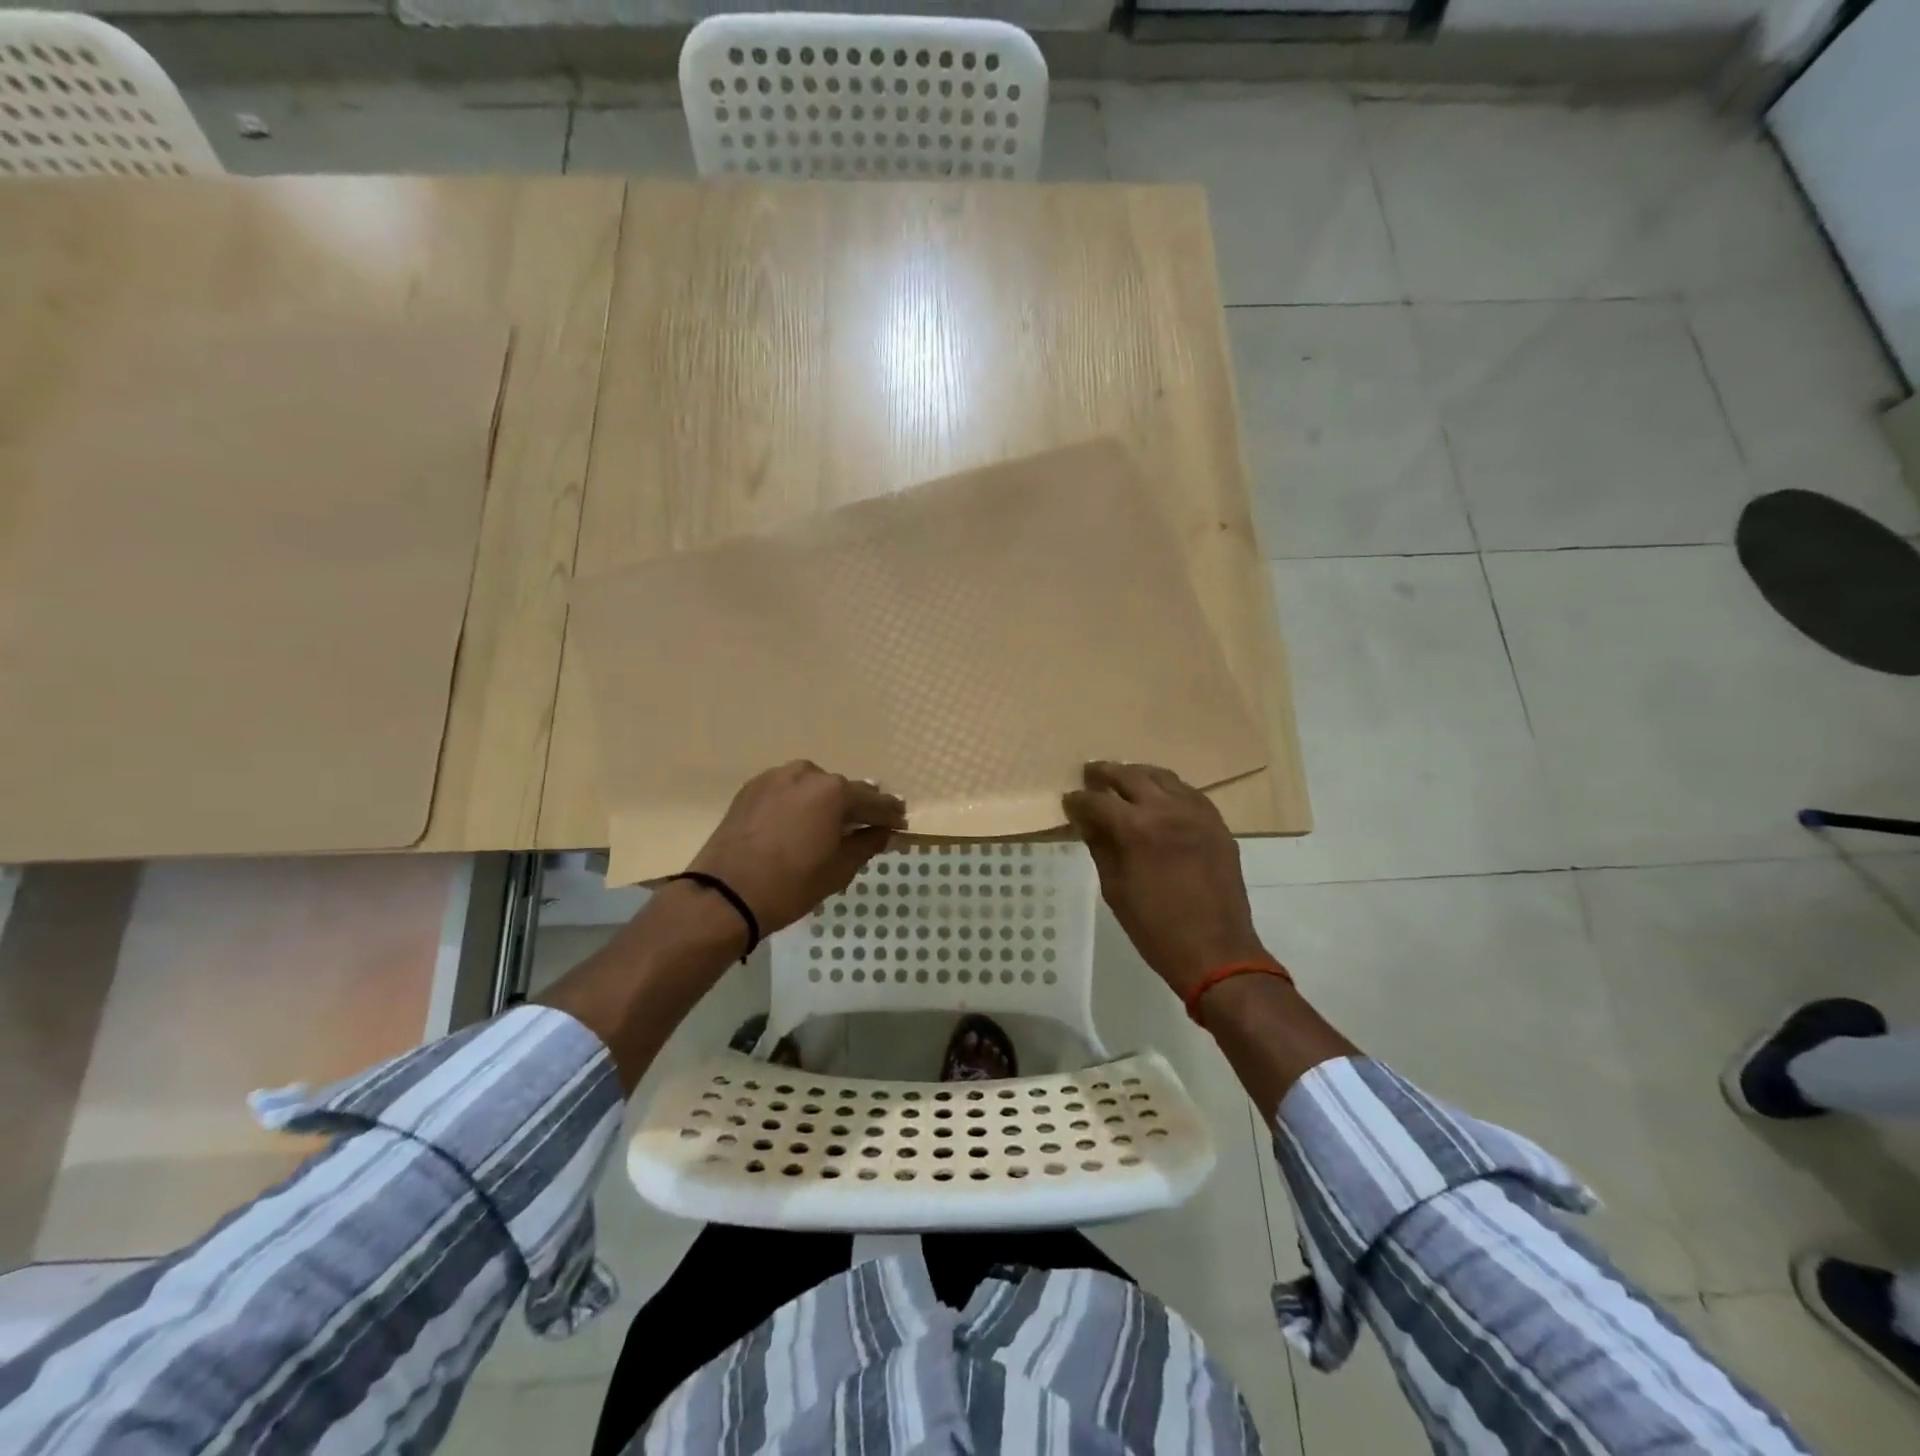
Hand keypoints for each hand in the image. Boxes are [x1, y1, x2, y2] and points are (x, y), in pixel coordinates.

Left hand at [686, 761, 906, 936]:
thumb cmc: (791, 885)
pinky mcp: (752, 788)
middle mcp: (807, 773)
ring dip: (826, 802)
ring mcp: (775, 778)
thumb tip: (885, 833)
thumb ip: (867, 844)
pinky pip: (788, 791)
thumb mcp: (839, 869)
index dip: (890, 814)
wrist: (725, 895)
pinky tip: (801, 821)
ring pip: (813, 786)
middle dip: (858, 806)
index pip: (873, 800)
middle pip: (843, 790)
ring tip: (833, 823)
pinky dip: (800, 802)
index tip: (901, 823)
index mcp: (834, 792)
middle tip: (870, 824)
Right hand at [1063, 761, 1267, 998]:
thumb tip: (1087, 823)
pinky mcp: (1216, 823)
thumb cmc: (1155, 928)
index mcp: (1136, 829)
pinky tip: (1158, 796)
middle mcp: (1167, 809)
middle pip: (1130, 776)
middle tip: (1090, 774)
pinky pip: (1188, 792)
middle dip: (1105, 773)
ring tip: (1123, 779)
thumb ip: (1100, 847)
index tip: (1069, 800)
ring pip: (1163, 777)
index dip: (1078, 800)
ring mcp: (1196, 813)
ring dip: (1138, 774)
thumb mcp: (1115, 889)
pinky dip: (1168, 788)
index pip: (1097, 801)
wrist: (1215, 950)